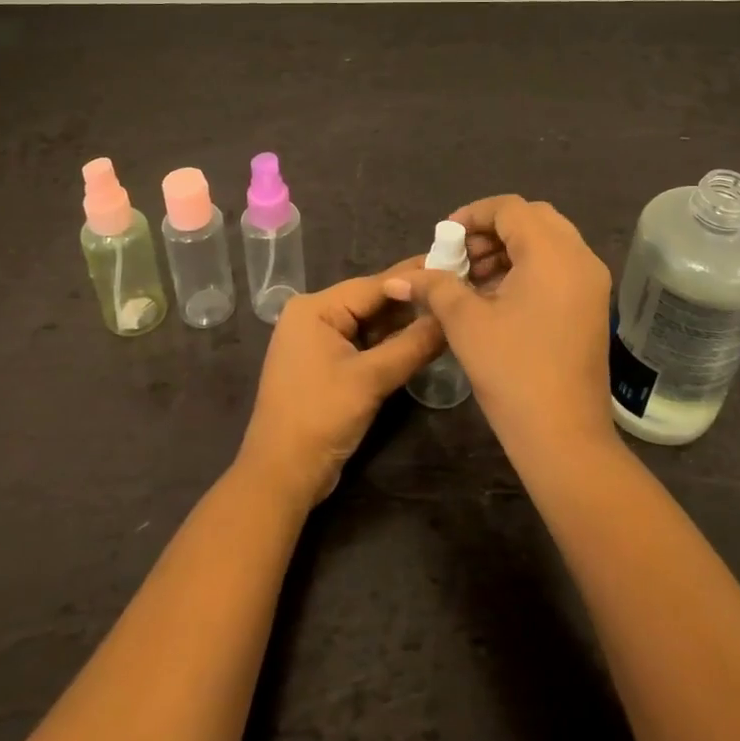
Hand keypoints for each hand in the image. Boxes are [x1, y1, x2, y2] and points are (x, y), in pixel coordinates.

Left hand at [235, 267, 444, 505]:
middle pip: (372, 301)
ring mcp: (319, 341)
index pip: (375, 285)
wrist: (281, 476)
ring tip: (449, 311)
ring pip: (370, 324)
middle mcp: (314, 316)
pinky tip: (423, 339)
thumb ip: (413, 344)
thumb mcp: (371, 379)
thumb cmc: (320, 418)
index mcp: (315, 308)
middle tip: (458, 290)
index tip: (455, 264)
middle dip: (412, 300)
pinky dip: (390, 344)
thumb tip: (451, 315)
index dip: (415, 278)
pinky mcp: (326, 365)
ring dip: (404, 323)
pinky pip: (363, 344)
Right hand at [385, 196, 614, 464]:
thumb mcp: (466, 323)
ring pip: (548, 243)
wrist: (564, 438)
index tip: (444, 240)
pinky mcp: (592, 306)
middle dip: (491, 231)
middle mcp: (580, 258)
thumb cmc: (512, 371)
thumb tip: (399, 279)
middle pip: (533, 219)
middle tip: (460, 257)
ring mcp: (591, 283)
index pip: (511, 208)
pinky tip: (497, 297)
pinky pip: (558, 267)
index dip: (472, 215)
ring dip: (509, 250)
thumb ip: (434, 287)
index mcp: (553, 253)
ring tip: (472, 280)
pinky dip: (527, 268)